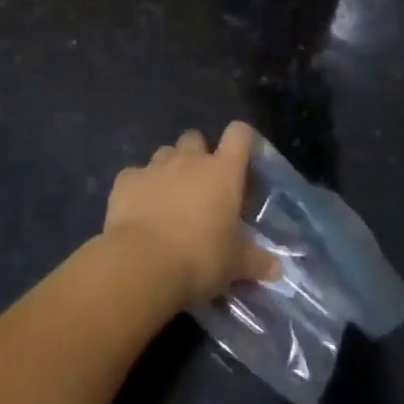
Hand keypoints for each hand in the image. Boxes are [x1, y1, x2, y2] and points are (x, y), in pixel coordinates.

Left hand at [103, 124, 278, 306]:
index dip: (242, 140)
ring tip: (170, 198)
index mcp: (223, 172)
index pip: (239, 134)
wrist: (143, 263)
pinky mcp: (125, 180)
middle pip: (196, 137)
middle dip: (198, 155)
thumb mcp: (236, 264)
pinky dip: (139, 187)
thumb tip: (277, 269)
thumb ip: (257, 261)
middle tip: (202, 186)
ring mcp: (155, 166)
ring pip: (165, 153)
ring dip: (170, 168)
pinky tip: (140, 210)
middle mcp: (189, 159)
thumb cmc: (200, 258)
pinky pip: (135, 175)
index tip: (242, 158)